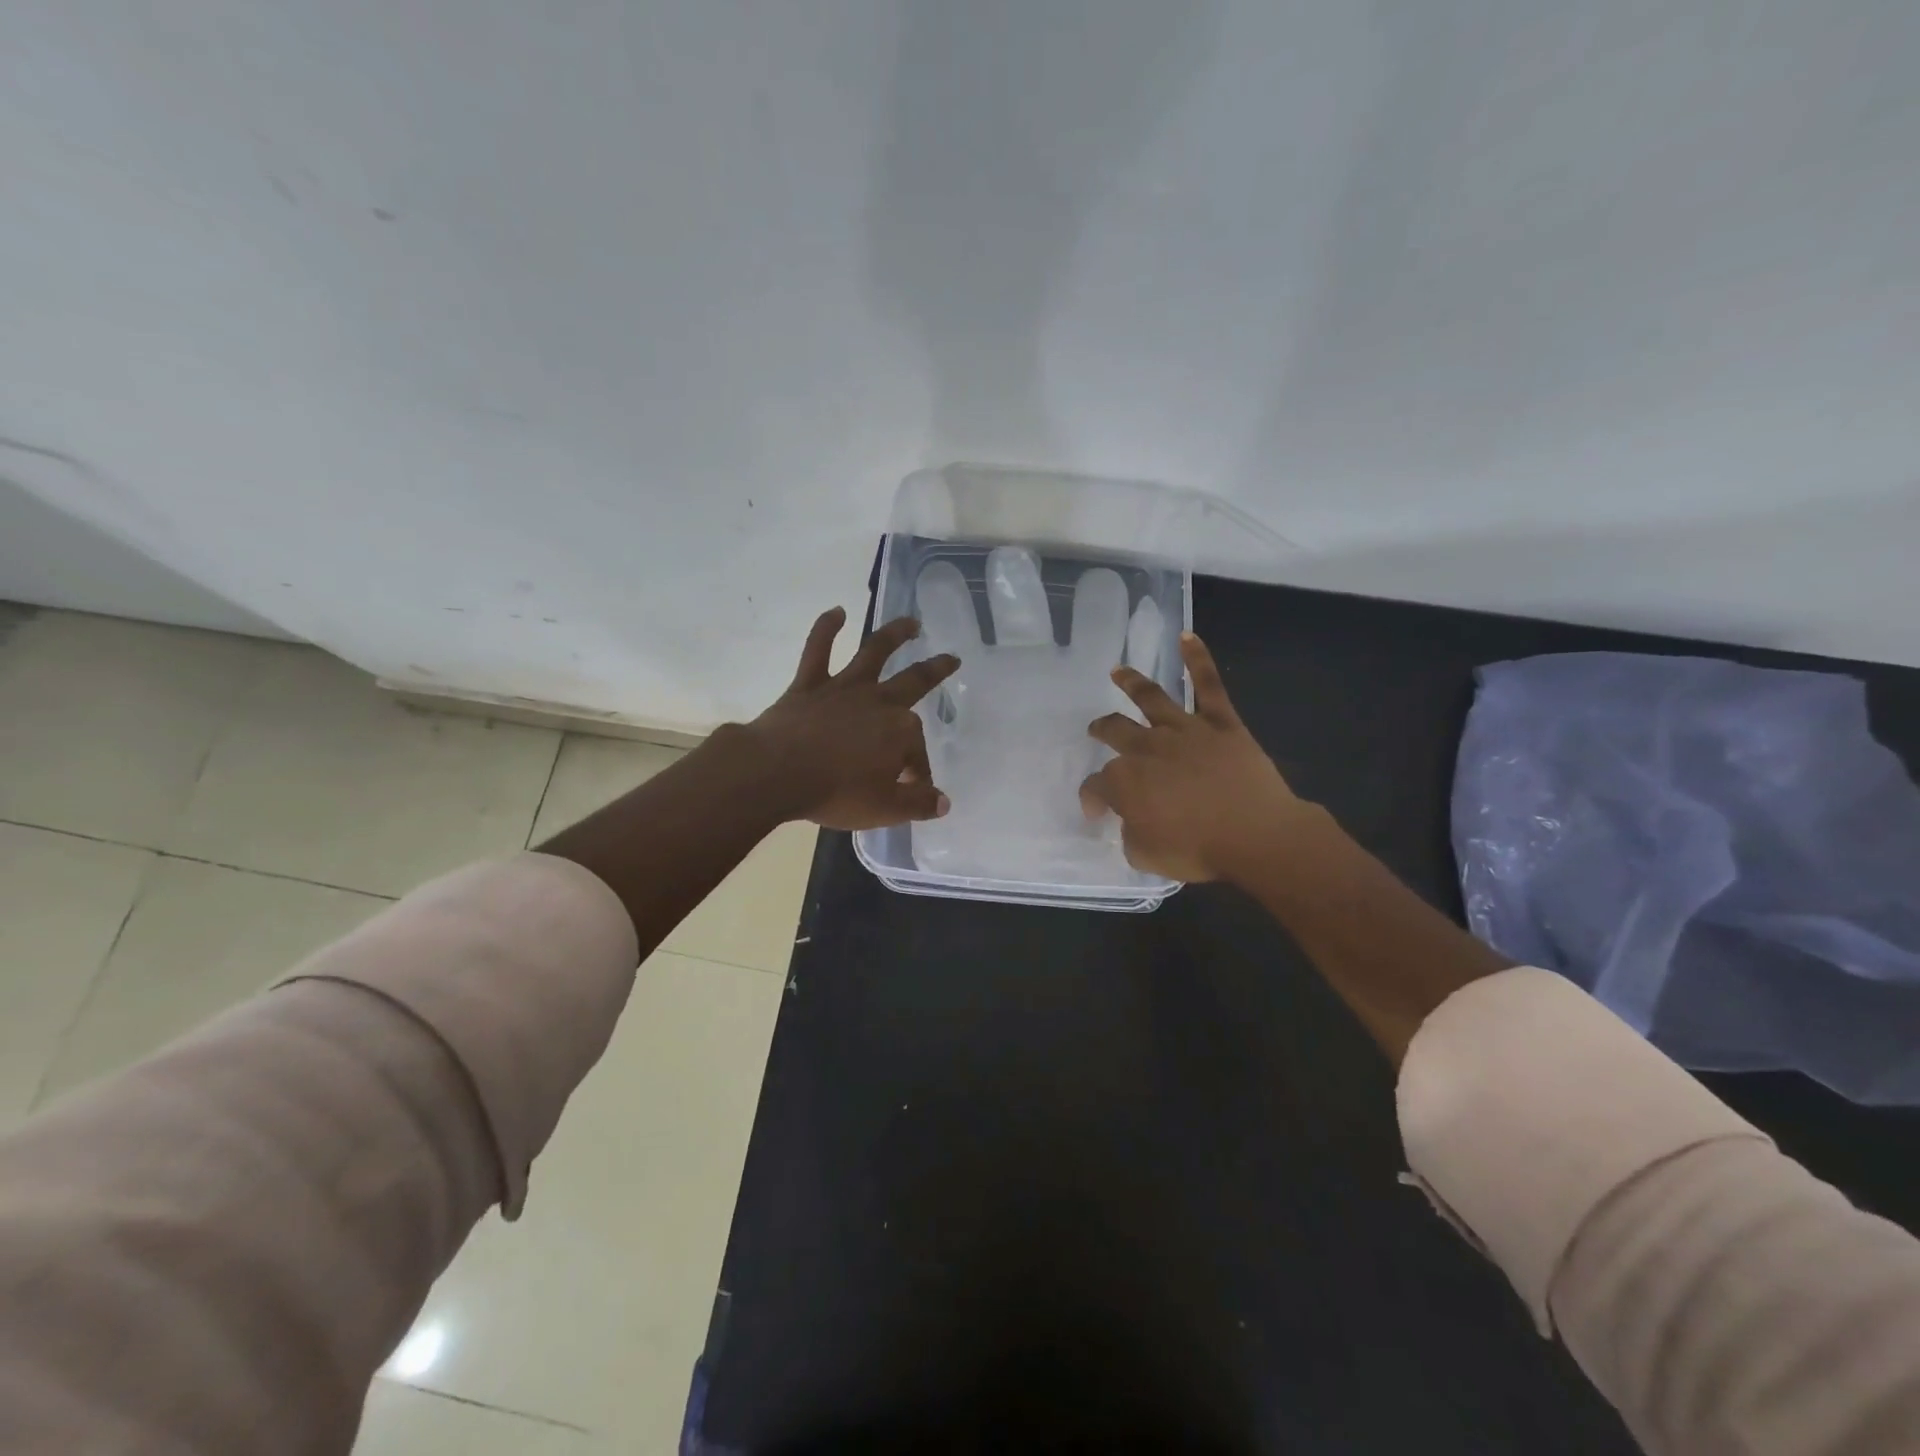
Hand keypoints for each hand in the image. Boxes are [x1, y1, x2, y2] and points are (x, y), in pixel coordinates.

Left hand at [745, 607, 959, 830]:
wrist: (776, 773)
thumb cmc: (835, 793)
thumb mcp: (885, 809)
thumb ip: (918, 804)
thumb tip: (944, 803)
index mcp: (900, 732)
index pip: (916, 752)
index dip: (917, 771)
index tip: (911, 789)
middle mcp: (878, 701)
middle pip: (914, 681)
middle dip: (935, 670)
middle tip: (951, 659)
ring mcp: (843, 688)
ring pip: (873, 653)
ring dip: (894, 635)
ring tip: (911, 623)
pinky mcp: (809, 684)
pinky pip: (818, 650)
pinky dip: (827, 628)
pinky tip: (837, 612)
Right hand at [1079, 632, 1305, 881]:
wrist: (1256, 836)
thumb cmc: (1198, 850)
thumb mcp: (1146, 855)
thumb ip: (1130, 835)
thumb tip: (1130, 822)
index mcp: (1124, 781)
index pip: (1096, 785)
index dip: (1092, 798)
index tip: (1097, 813)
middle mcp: (1147, 747)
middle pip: (1115, 731)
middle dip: (1101, 730)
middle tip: (1096, 730)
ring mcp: (1184, 730)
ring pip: (1151, 699)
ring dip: (1131, 683)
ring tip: (1118, 671)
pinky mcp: (1220, 723)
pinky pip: (1208, 685)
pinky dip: (1198, 659)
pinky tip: (1187, 636)